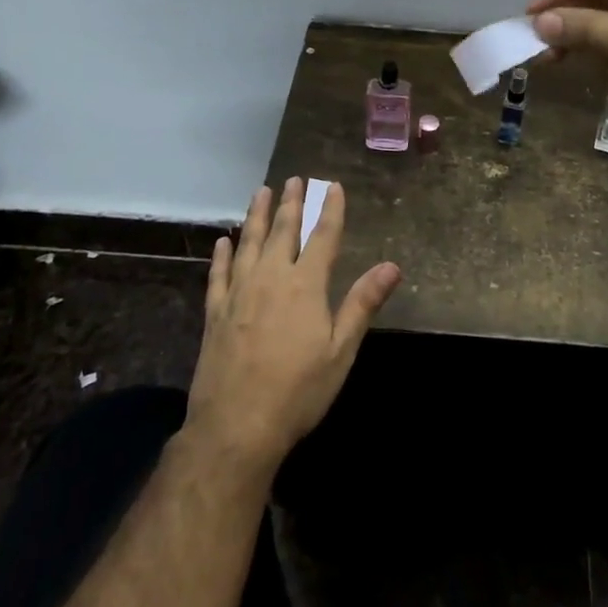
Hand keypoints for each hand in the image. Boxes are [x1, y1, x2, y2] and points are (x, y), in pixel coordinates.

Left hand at [185, 178, 401, 474]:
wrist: (236, 427)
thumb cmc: (298, 390)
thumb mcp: (341, 350)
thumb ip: (363, 303)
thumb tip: (392, 266)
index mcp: (305, 285)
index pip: (323, 237)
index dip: (331, 210)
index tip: (333, 185)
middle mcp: (271, 278)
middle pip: (282, 231)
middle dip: (291, 203)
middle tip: (294, 179)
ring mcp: (239, 293)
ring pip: (248, 243)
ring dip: (255, 216)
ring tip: (260, 192)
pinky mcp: (215, 313)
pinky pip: (219, 274)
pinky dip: (222, 255)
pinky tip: (222, 241)